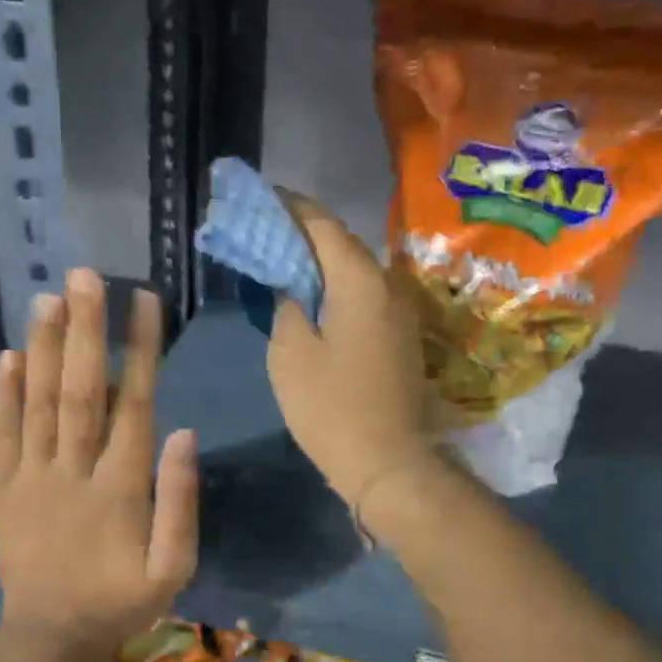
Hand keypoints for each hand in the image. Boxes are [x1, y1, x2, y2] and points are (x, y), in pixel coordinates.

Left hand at [0, 269, 196, 659]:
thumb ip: (180, 501)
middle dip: (84, 330)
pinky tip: (6, 356)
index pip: (133, 404)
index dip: (139, 350)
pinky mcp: (2, 489)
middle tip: (84, 276)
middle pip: (80, 390)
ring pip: (37, 403)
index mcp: (120, 487)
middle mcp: (72, 470)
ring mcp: (31, 477)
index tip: (143, 300)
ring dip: (42, 348)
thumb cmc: (121, 602)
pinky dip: (1, 395)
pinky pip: (0, 435)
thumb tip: (183, 432)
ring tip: (46, 297)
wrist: (51, 638)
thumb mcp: (172, 567)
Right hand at [268, 193, 437, 509]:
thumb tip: (292, 285)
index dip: (291, 207)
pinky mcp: (399, 337)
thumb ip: (287, 305)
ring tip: (282, 261)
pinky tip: (310, 298)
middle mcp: (388, 285)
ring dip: (319, 262)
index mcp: (359, 281)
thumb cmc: (332, 408)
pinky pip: (362, 295)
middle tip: (264, 231)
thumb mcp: (290, 354)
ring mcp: (399, 312)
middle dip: (303, 232)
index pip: (322, 224)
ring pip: (354, 270)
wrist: (390, 464)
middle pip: (341, 243)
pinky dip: (334, 287)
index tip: (262, 197)